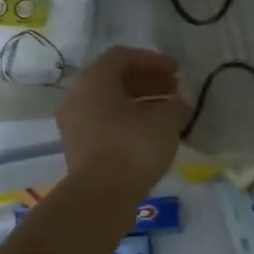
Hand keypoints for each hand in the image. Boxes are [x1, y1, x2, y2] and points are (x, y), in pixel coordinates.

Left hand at [57, 47, 189, 198]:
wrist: (101, 197)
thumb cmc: (133, 148)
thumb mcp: (166, 121)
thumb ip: (176, 105)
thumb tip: (179, 104)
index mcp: (94, 80)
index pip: (123, 56)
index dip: (153, 60)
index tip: (177, 72)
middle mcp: (79, 97)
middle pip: (115, 78)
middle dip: (148, 81)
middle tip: (175, 90)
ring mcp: (75, 124)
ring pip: (110, 103)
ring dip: (141, 102)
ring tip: (169, 113)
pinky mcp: (80, 147)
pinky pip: (106, 123)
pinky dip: (129, 121)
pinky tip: (152, 134)